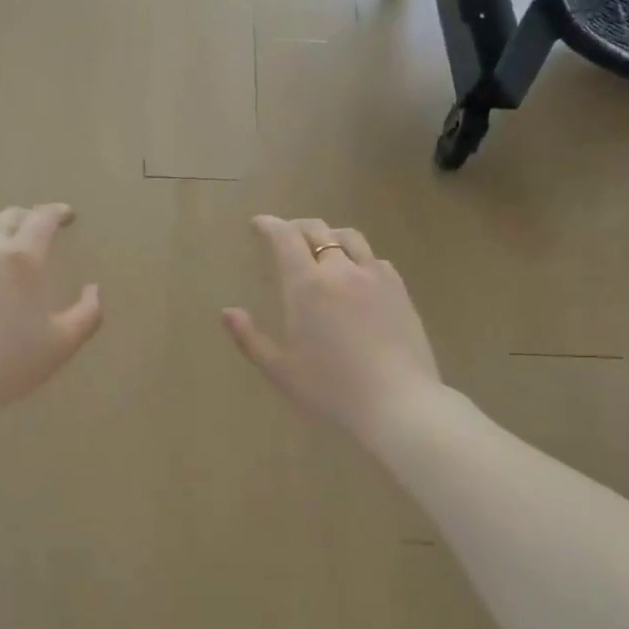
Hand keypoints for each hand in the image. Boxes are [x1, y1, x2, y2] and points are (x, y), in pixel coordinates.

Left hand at [0, 204, 102, 426]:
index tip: (68, 215)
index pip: (42, 219)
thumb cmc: (10, 362)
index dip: (57, 212)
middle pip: (6, 219)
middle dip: (27, 218)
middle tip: (40, 229)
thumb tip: (93, 289)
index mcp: (21, 259)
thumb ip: (88, 313)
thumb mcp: (63, 343)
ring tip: (11, 270)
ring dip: (0, 246)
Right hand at [223, 216, 440, 439]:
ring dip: (329, 235)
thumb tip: (227, 312)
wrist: (398, 404)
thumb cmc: (331, 389)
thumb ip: (250, 338)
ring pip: (349, 238)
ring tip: (321, 248)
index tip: (258, 224)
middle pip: (317, 230)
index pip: (285, 237)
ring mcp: (375, 277)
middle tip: (284, 235)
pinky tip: (356, 275)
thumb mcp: (280, 370)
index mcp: (306, 285)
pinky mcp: (400, 291)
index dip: (269, 225)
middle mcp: (341, 270)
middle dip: (296, 227)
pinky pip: (375, 260)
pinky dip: (357, 257)